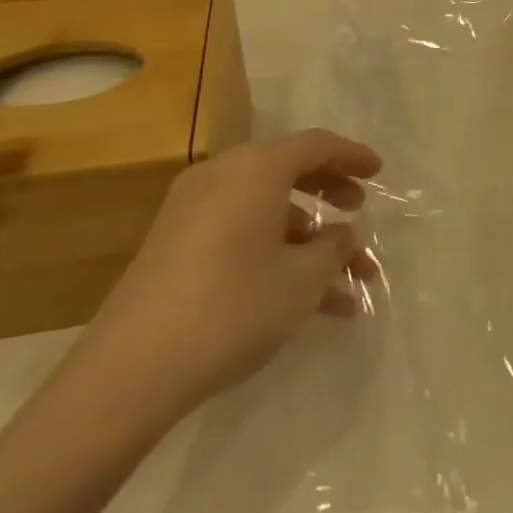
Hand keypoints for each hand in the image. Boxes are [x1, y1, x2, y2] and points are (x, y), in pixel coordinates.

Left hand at [67, 130, 382, 428]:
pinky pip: (240, 233)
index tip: (379, 171)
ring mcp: (193, 211)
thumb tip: (342, 235)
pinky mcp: (176, 246)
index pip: (315, 145)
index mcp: (255, 169)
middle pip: (289, 171)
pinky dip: (275, 254)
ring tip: (345, 284)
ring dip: (308, 240)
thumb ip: (334, 247)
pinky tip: (306, 302)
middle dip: (330, 193)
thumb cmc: (233, 306)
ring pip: (267, 211)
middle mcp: (222, 176)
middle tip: (359, 212)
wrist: (132, 368)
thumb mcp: (302, 279)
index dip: (352, 155)